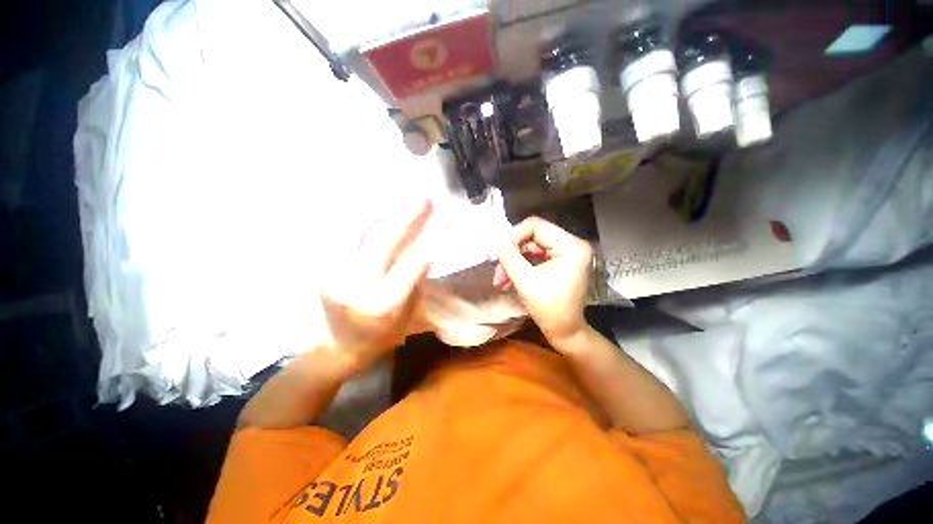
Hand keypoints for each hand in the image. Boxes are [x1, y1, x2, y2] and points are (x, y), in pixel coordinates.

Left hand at [319, 200, 432, 376]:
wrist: (337, 345)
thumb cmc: (382, 335)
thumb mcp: (408, 312)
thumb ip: (416, 279)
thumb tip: (425, 245)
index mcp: (384, 304)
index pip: (412, 264)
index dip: (430, 238)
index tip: (444, 217)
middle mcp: (357, 287)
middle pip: (384, 242)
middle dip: (407, 217)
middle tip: (425, 199)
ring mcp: (336, 274)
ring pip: (364, 234)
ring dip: (388, 214)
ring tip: (407, 203)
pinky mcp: (325, 267)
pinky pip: (351, 237)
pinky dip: (370, 222)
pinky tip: (384, 213)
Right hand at [493, 216, 592, 346]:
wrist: (564, 332)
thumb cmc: (549, 309)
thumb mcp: (525, 281)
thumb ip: (509, 256)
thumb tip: (496, 238)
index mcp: (571, 246)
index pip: (536, 226)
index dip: (514, 236)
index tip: (498, 252)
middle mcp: (570, 245)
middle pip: (532, 237)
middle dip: (512, 254)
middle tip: (497, 271)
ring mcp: (564, 254)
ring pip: (530, 248)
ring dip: (513, 263)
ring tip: (500, 280)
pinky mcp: (557, 262)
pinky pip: (533, 257)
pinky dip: (520, 267)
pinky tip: (508, 280)